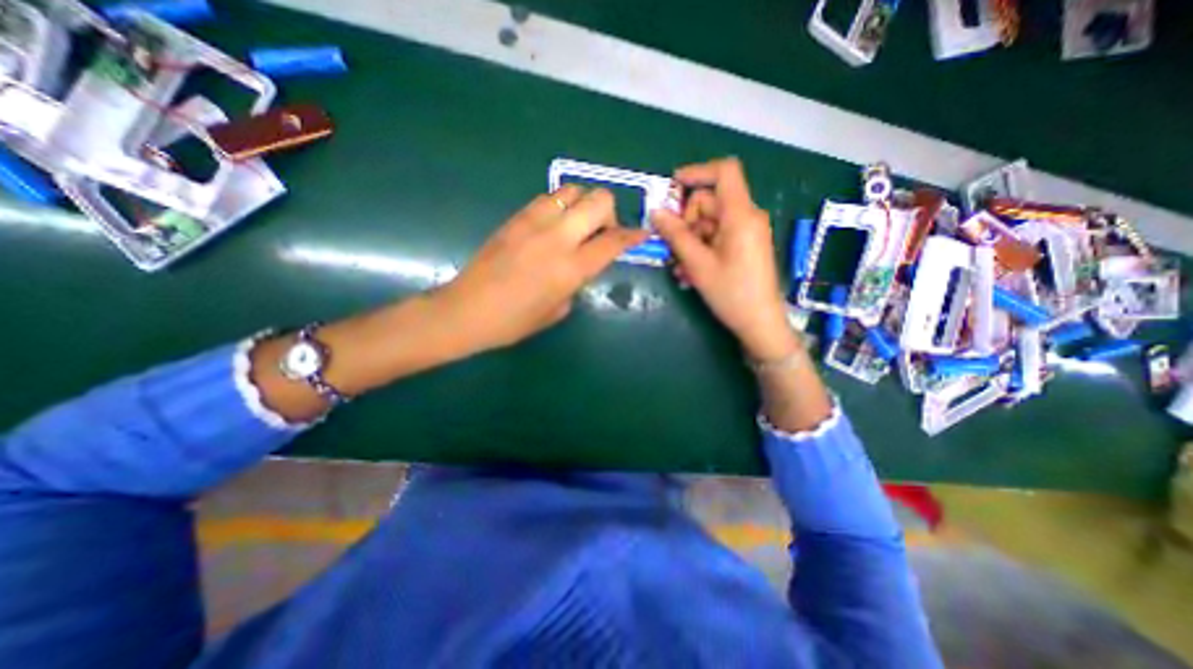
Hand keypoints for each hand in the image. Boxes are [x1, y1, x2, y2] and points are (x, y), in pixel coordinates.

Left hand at [438, 187, 648, 351]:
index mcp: (571, 268)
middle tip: (601, 233)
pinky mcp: (516, 217)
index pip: (613, 241)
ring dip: (584, 205)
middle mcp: (557, 237)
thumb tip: (582, 264)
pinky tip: (553, 226)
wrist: (467, 311)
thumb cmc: (514, 322)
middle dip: (610, 213)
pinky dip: (561, 206)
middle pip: (599, 200)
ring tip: (576, 226)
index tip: (640, 234)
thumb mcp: (558, 310)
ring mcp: (534, 222)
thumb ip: (577, 282)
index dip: (632, 236)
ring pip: (573, 190)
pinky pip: (548, 198)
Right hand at [652, 155, 788, 360]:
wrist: (760, 323)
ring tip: (681, 269)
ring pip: (709, 223)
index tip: (672, 187)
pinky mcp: (744, 245)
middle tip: (674, 250)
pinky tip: (691, 272)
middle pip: (709, 202)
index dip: (697, 172)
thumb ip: (676, 235)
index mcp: (740, 215)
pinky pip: (717, 237)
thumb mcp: (698, 264)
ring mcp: (746, 232)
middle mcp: (746, 217)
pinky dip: (701, 249)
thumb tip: (656, 211)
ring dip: (690, 241)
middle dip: (686, 222)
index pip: (724, 171)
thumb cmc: (731, 293)